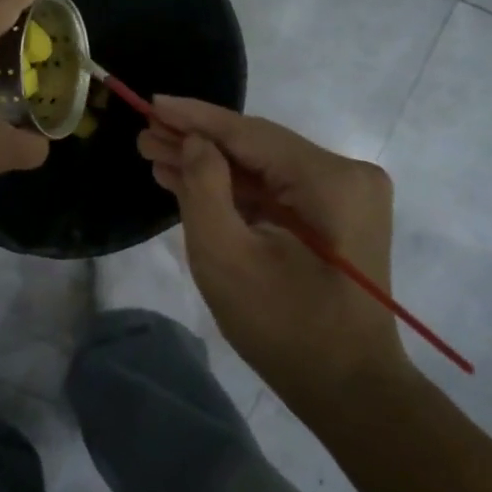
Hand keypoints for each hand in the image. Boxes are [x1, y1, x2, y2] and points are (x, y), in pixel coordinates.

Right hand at [139, 98, 407, 391]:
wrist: (346, 388)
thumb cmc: (283, 327)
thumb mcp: (226, 256)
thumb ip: (204, 188)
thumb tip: (195, 142)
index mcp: (331, 180)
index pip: (250, 134)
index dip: (196, 118)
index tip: (151, 102)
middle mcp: (347, 176)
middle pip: (257, 148)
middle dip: (198, 143)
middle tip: (144, 137)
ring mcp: (345, 196)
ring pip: (264, 169)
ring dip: (212, 166)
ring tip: (156, 156)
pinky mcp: (335, 217)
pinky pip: (275, 191)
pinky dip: (234, 189)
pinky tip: (191, 181)